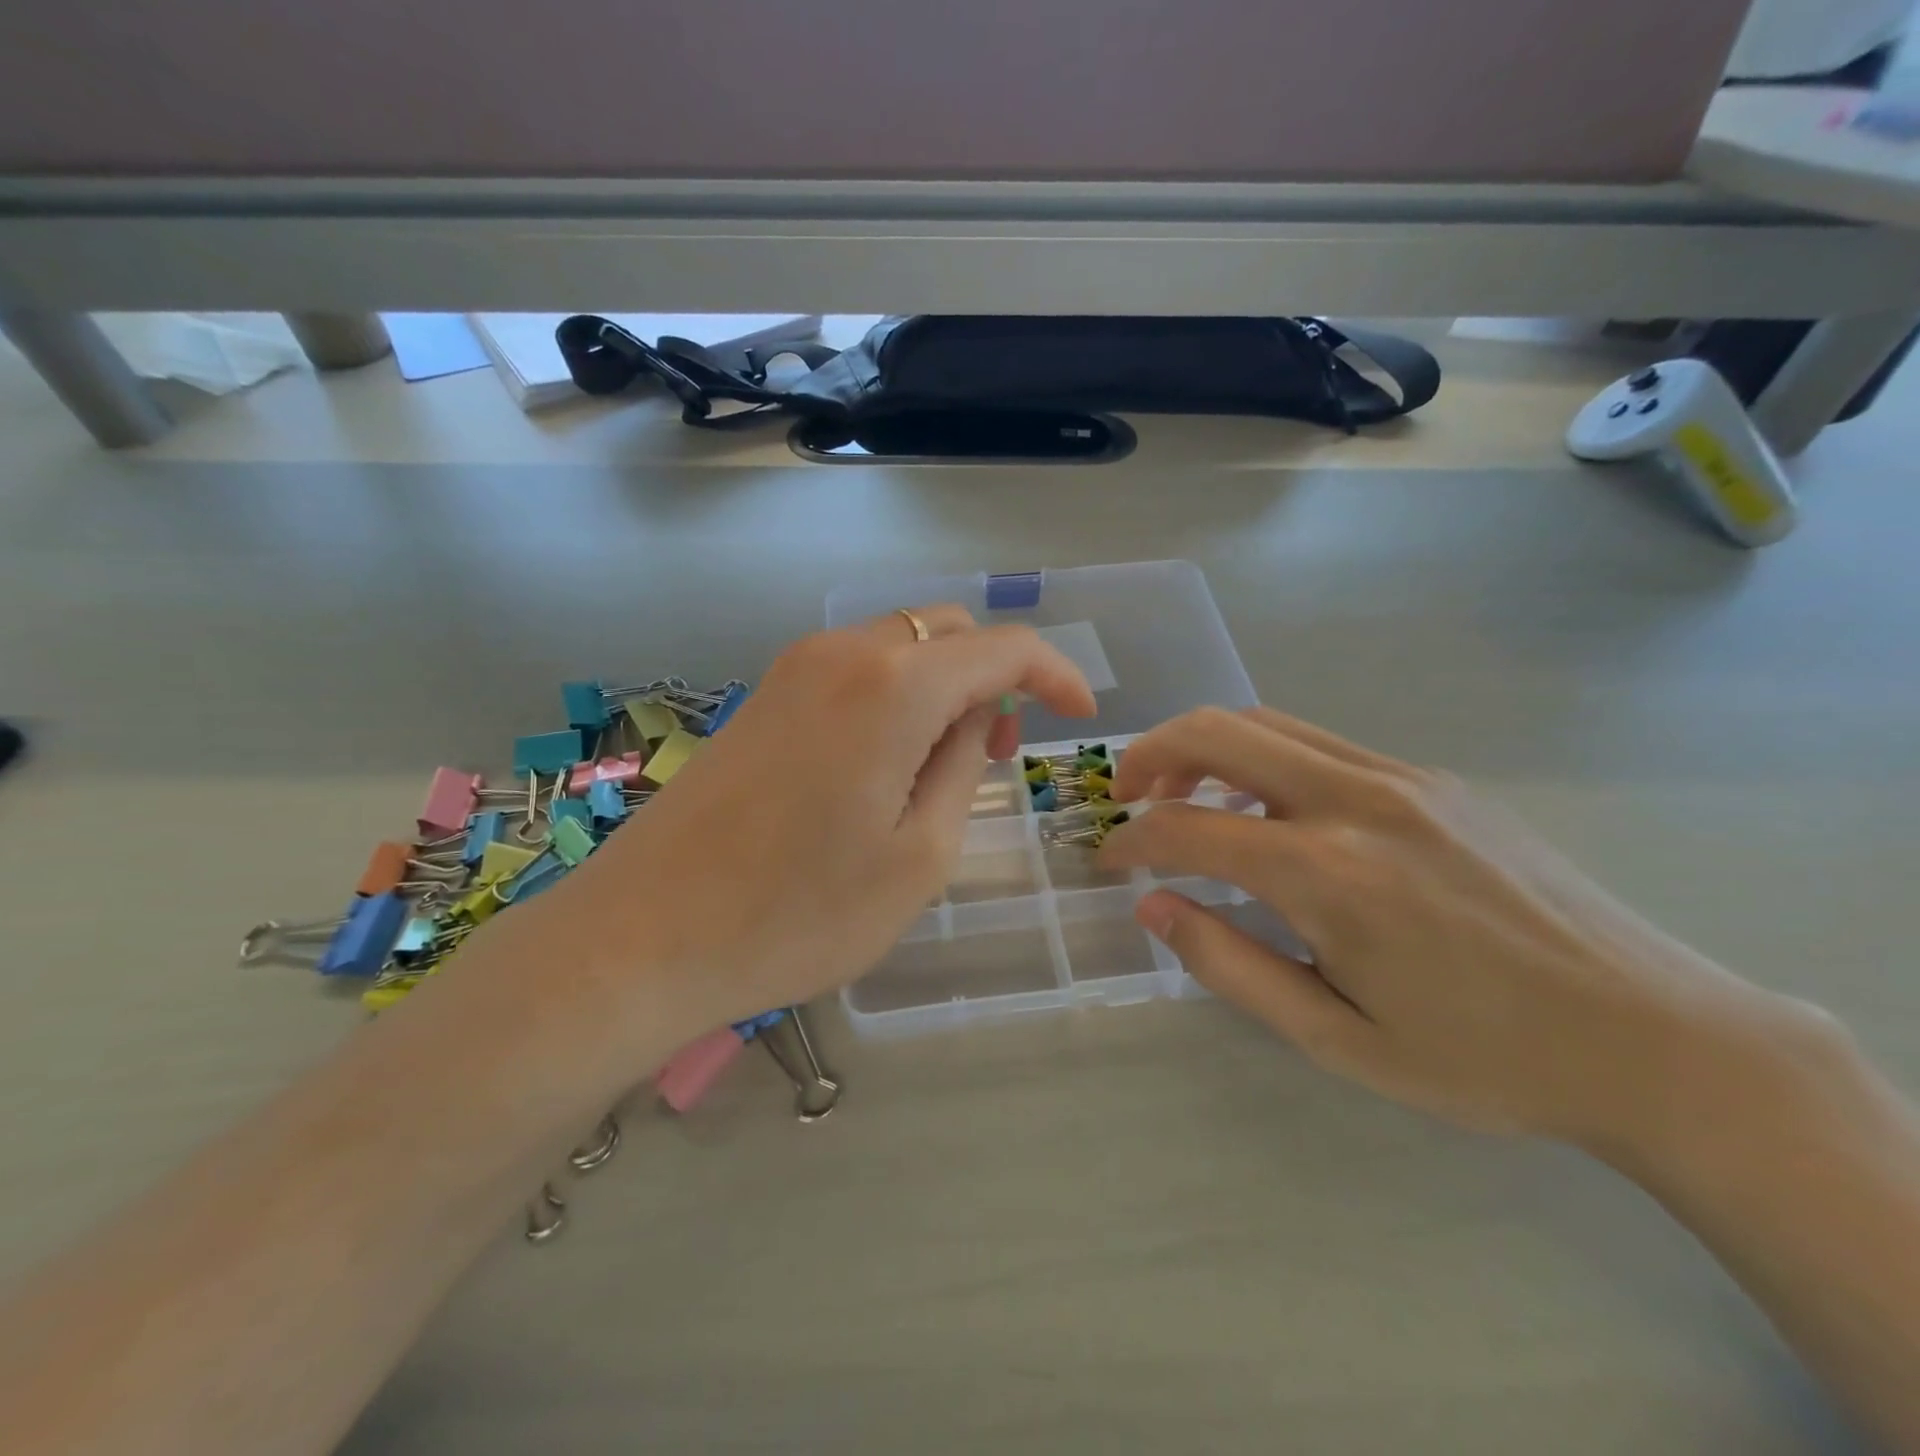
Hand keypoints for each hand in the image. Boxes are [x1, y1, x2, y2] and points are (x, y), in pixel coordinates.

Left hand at [554, 606, 1095, 1034]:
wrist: (644, 935)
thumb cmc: (798, 912)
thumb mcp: (919, 856)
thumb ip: (963, 767)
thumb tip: (976, 718)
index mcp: (894, 685)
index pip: (1002, 649)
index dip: (1055, 674)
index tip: (1081, 716)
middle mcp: (843, 653)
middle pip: (948, 631)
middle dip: (995, 676)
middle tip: (1003, 751)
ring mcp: (794, 669)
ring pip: (900, 645)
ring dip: (943, 685)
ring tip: (950, 763)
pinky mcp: (763, 696)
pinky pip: (855, 670)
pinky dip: (896, 694)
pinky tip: (889, 760)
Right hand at [1098, 707, 1811, 1147]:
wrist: (1655, 1037)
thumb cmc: (1484, 1057)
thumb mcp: (1338, 1038)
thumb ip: (1231, 964)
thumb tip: (1154, 905)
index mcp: (1328, 873)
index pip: (1186, 828)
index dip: (1130, 840)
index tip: (1108, 861)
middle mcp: (1356, 801)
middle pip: (1218, 731)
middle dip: (1150, 754)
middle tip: (1125, 795)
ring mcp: (1401, 777)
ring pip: (1267, 723)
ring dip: (1205, 749)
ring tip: (1184, 797)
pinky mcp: (1432, 779)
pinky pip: (1319, 745)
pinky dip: (1261, 760)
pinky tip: (1267, 812)